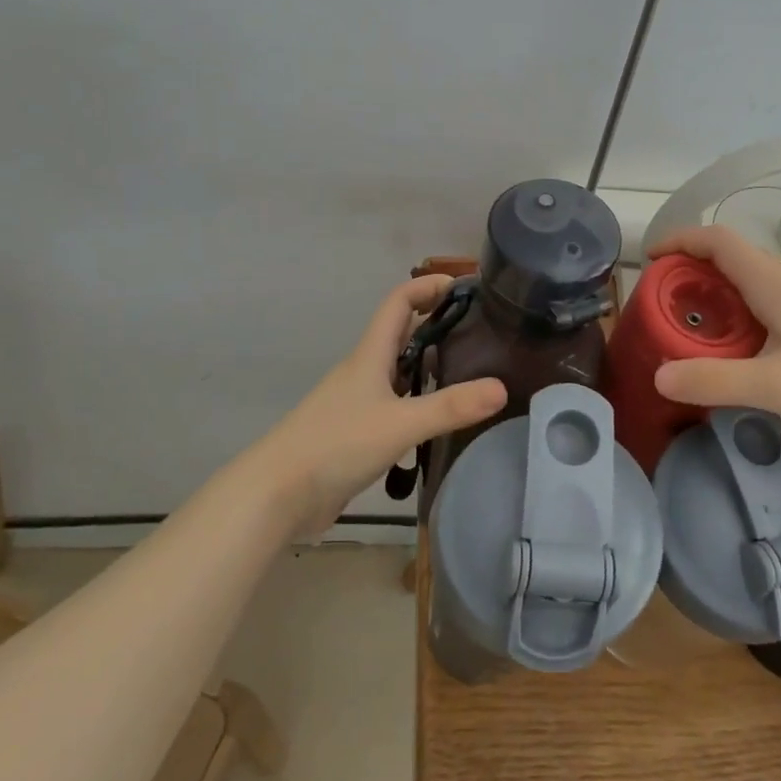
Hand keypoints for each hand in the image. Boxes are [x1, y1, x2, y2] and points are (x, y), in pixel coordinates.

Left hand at [266, 276, 506, 526]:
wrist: (277, 495)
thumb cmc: (335, 445)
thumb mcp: (400, 424)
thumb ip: (451, 407)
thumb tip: (503, 388)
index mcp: (370, 355)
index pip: (399, 302)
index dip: (428, 285)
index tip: (466, 285)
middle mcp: (365, 371)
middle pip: (403, 334)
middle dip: (439, 324)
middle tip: (483, 332)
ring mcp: (359, 403)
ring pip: (401, 372)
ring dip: (432, 365)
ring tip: (474, 372)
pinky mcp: (357, 433)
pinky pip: (397, 406)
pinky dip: (421, 403)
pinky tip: (443, 421)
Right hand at [648, 225, 780, 445]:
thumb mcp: (776, 385)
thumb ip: (714, 381)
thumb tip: (658, 375)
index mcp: (775, 284)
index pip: (718, 240)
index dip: (681, 239)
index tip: (650, 258)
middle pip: (733, 259)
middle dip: (692, 271)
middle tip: (665, 303)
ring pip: (753, 284)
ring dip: (718, 295)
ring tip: (695, 328)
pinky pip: (770, 306)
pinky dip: (742, 316)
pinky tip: (743, 352)